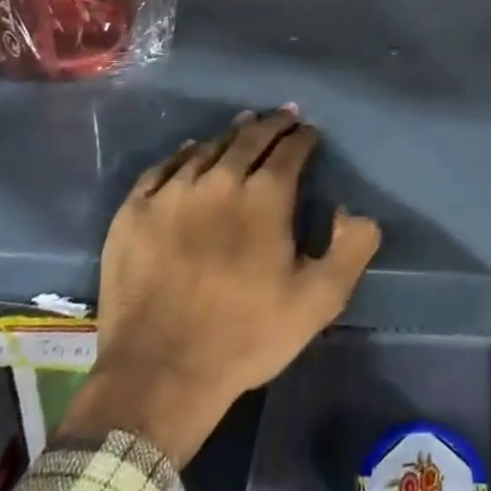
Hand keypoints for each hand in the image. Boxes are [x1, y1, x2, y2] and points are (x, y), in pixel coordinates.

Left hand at [60, 109, 380, 465]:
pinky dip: (183, 154)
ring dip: (232, 134)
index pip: (290, 149)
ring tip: (244, 125)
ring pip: (208, 148)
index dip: (303, 137)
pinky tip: (191, 151)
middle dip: (271, 123)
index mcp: (264, 196)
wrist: (159, 375)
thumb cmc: (246, 336)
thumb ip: (351, 249)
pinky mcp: (134, 212)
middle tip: (283, 115)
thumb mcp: (319, 301)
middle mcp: (219, 180)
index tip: (310, 131)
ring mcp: (172, 193)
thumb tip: (356, 211)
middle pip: (249, 137)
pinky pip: (163, 168)